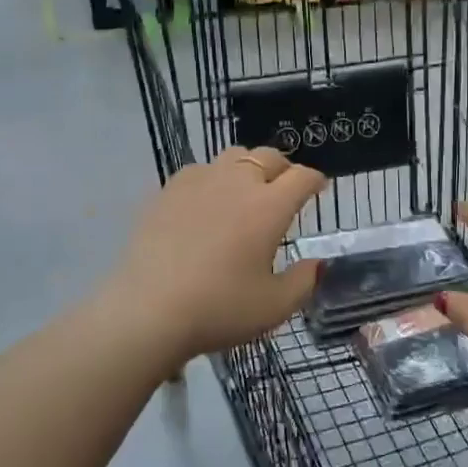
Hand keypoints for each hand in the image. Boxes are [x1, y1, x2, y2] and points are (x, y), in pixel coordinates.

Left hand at [105, 147, 326, 367]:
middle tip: (285, 189)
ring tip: (246, 190)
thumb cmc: (219, 309)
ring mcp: (199, 181)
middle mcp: (237, 182)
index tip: (319, 188)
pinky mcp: (168, 190)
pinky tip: (206, 202)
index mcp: (269, 206)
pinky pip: (200, 170)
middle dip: (284, 169)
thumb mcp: (275, 306)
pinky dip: (213, 179)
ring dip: (248, 167)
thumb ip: (304, 281)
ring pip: (233, 156)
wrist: (148, 310)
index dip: (315, 180)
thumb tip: (318, 264)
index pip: (302, 177)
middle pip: (268, 156)